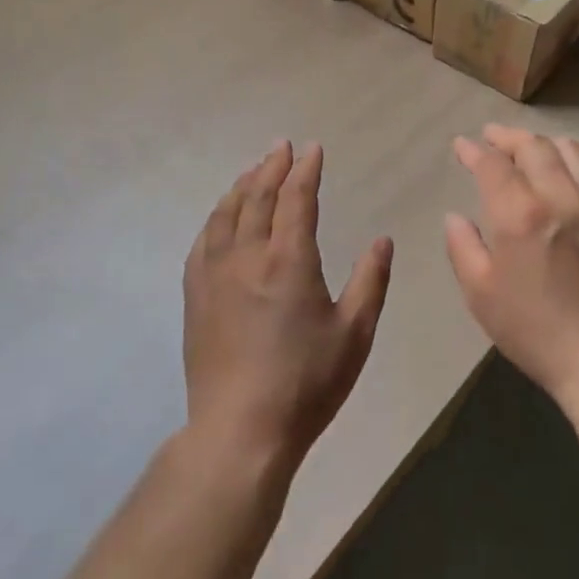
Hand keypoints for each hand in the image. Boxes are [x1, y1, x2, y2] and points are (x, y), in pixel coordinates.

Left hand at [183, 140, 392, 469]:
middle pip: (257, 196)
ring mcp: (215, 274)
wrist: (240, 431)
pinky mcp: (195, 296)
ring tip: (253, 170)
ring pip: (226, 213)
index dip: (306, 170)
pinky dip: (216, 218)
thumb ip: (370, 281)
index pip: (296, 198)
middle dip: (272, 166)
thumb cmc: (306, 383)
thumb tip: (383, 239)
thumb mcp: (354, 334)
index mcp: (289, 260)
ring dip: (242, 185)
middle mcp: (248, 256)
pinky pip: (203, 241)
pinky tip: (221, 217)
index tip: (312, 149)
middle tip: (281, 147)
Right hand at [444, 125, 578, 407]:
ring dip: (545, 143)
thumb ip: (463, 247)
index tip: (462, 146)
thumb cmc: (535, 331)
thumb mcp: (481, 295)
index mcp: (519, 214)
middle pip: (534, 146)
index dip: (473, 150)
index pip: (492, 164)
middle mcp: (560, 197)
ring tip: (531, 149)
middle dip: (508, 136)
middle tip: (492, 138)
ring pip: (572, 151)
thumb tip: (455, 217)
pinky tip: (572, 176)